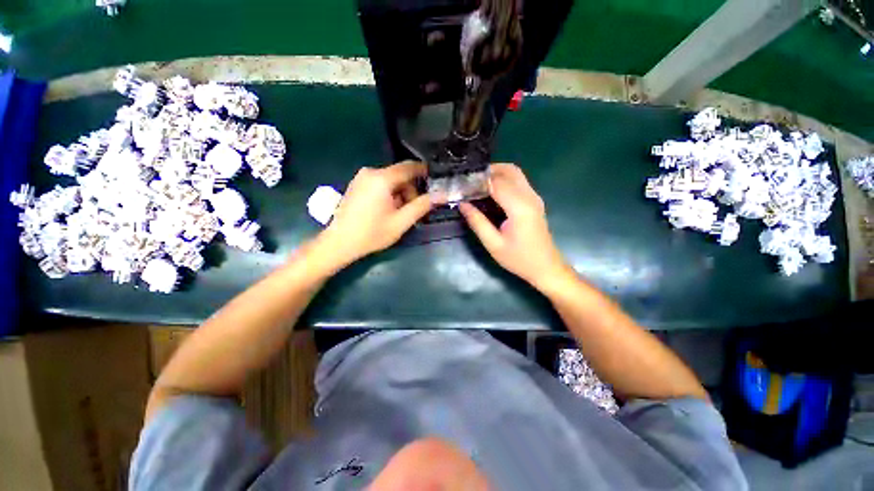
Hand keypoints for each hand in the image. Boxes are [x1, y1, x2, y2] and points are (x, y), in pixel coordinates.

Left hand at [320, 161, 433, 266]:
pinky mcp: (356, 185)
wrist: (339, 243)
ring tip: (400, 214)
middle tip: (415, 209)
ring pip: (390, 180)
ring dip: (400, 194)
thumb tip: (441, 195)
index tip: (435, 182)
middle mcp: (371, 172)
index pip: (409, 167)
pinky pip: (380, 184)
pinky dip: (389, 194)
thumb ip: (422, 206)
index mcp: (382, 178)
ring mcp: (361, 178)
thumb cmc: (371, 233)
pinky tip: (387, 210)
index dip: (424, 172)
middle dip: (411, 190)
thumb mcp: (401, 222)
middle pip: (400, 175)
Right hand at [460, 164, 570, 291]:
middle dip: (488, 171)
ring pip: (515, 173)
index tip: (462, 184)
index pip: (497, 183)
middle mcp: (529, 197)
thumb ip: (477, 222)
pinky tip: (491, 191)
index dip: (478, 181)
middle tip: (470, 181)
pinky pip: (518, 181)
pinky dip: (503, 179)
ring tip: (478, 185)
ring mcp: (534, 197)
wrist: (546, 267)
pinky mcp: (534, 200)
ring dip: (496, 173)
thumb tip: (462, 204)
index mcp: (519, 208)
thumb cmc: (519, 259)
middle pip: (509, 170)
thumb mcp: (494, 244)